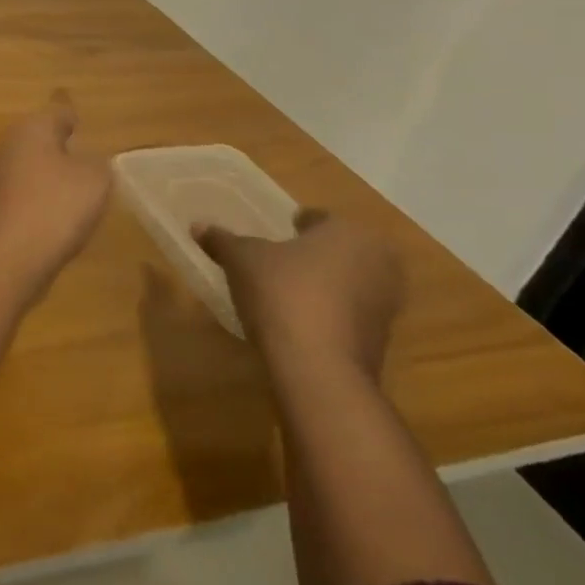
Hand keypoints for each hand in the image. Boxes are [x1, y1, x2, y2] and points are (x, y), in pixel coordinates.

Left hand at [0, 97, 111, 277]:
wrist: (12, 253)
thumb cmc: (58, 205)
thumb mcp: (96, 179)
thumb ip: (96, 162)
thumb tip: (84, 160)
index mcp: (31, 127)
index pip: (58, 114)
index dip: (73, 120)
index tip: (82, 126)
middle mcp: (5, 142)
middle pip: (37, 137)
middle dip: (56, 146)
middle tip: (81, 159)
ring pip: (25, 162)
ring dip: (44, 171)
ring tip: (70, 187)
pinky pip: (19, 188)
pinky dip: (34, 194)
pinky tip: (50, 210)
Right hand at [196, 213, 402, 382]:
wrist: (319, 366)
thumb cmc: (282, 292)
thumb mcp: (240, 259)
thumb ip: (222, 240)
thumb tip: (198, 226)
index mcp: (349, 233)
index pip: (321, 218)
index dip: (297, 223)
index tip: (279, 230)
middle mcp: (378, 262)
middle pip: (340, 249)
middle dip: (316, 252)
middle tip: (283, 257)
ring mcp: (387, 303)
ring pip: (349, 281)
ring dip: (325, 283)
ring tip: (288, 289)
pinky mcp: (382, 338)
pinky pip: (351, 312)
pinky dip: (331, 311)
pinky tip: (300, 318)